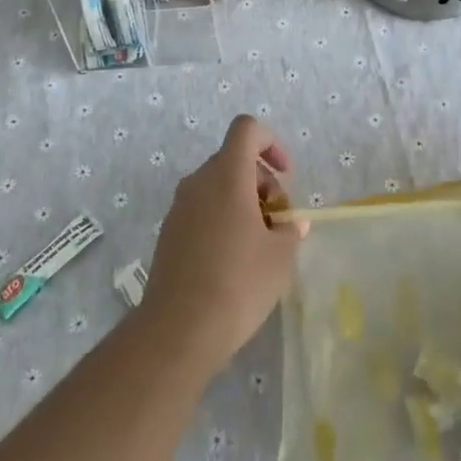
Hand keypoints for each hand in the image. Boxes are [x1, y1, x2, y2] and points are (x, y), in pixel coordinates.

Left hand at [140, 115, 303, 379]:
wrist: (178, 330)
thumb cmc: (237, 283)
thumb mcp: (280, 258)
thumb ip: (290, 230)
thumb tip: (292, 224)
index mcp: (227, 175)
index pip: (246, 129)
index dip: (271, 142)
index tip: (285, 176)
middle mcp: (199, 181)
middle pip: (233, 159)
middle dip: (261, 180)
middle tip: (278, 220)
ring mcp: (179, 207)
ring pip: (216, 186)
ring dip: (242, 201)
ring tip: (259, 244)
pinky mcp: (169, 233)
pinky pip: (201, 209)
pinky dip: (222, 219)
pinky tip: (233, 261)